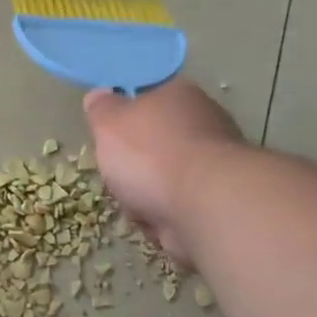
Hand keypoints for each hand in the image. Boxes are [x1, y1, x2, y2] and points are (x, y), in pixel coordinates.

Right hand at [84, 79, 244, 265]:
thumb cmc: (150, 155)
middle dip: (133, 165)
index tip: (109, 135)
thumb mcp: (109, 123)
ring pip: (163, 179)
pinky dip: (164, 217)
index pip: (148, 97)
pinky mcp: (216, 201)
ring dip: (145, 195)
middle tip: (118, 174)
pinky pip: (176, 208)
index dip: (125, 116)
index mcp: (178, 95)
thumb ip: (101, 109)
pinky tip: (157, 222)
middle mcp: (203, 123)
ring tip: (136, 204)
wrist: (203, 206)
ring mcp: (214, 164)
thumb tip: (99, 95)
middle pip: (154, 143)